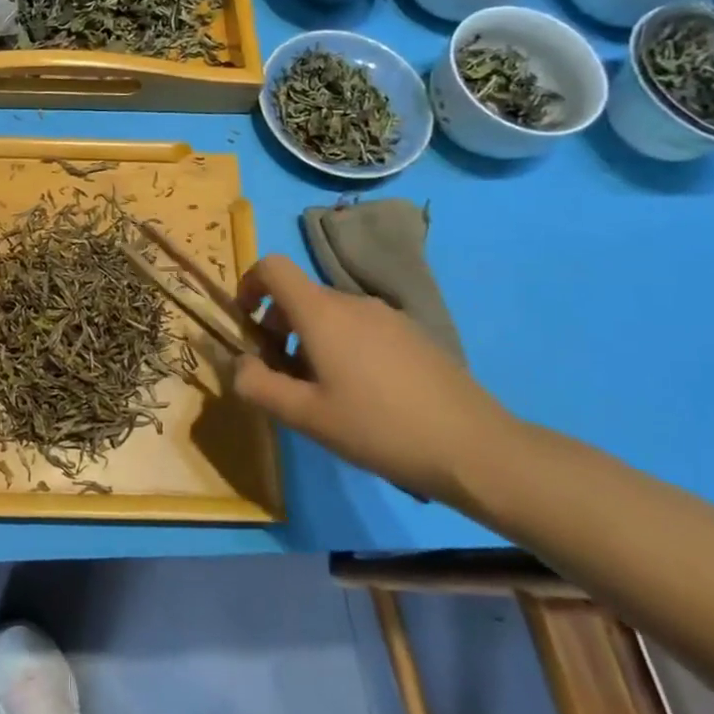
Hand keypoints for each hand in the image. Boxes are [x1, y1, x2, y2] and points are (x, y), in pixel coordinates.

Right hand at [230, 255, 510, 502]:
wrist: (473, 446)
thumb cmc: (378, 427)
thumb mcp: (305, 416)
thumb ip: (259, 386)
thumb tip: (240, 364)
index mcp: (321, 313)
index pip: (272, 267)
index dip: (248, 285)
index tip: (246, 325)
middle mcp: (352, 301)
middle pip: (299, 296)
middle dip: (277, 327)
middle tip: (281, 377)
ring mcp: (387, 315)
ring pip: (330, 314)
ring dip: (309, 340)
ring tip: (321, 392)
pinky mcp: (412, 334)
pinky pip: (360, 327)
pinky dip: (342, 346)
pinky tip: (362, 395)